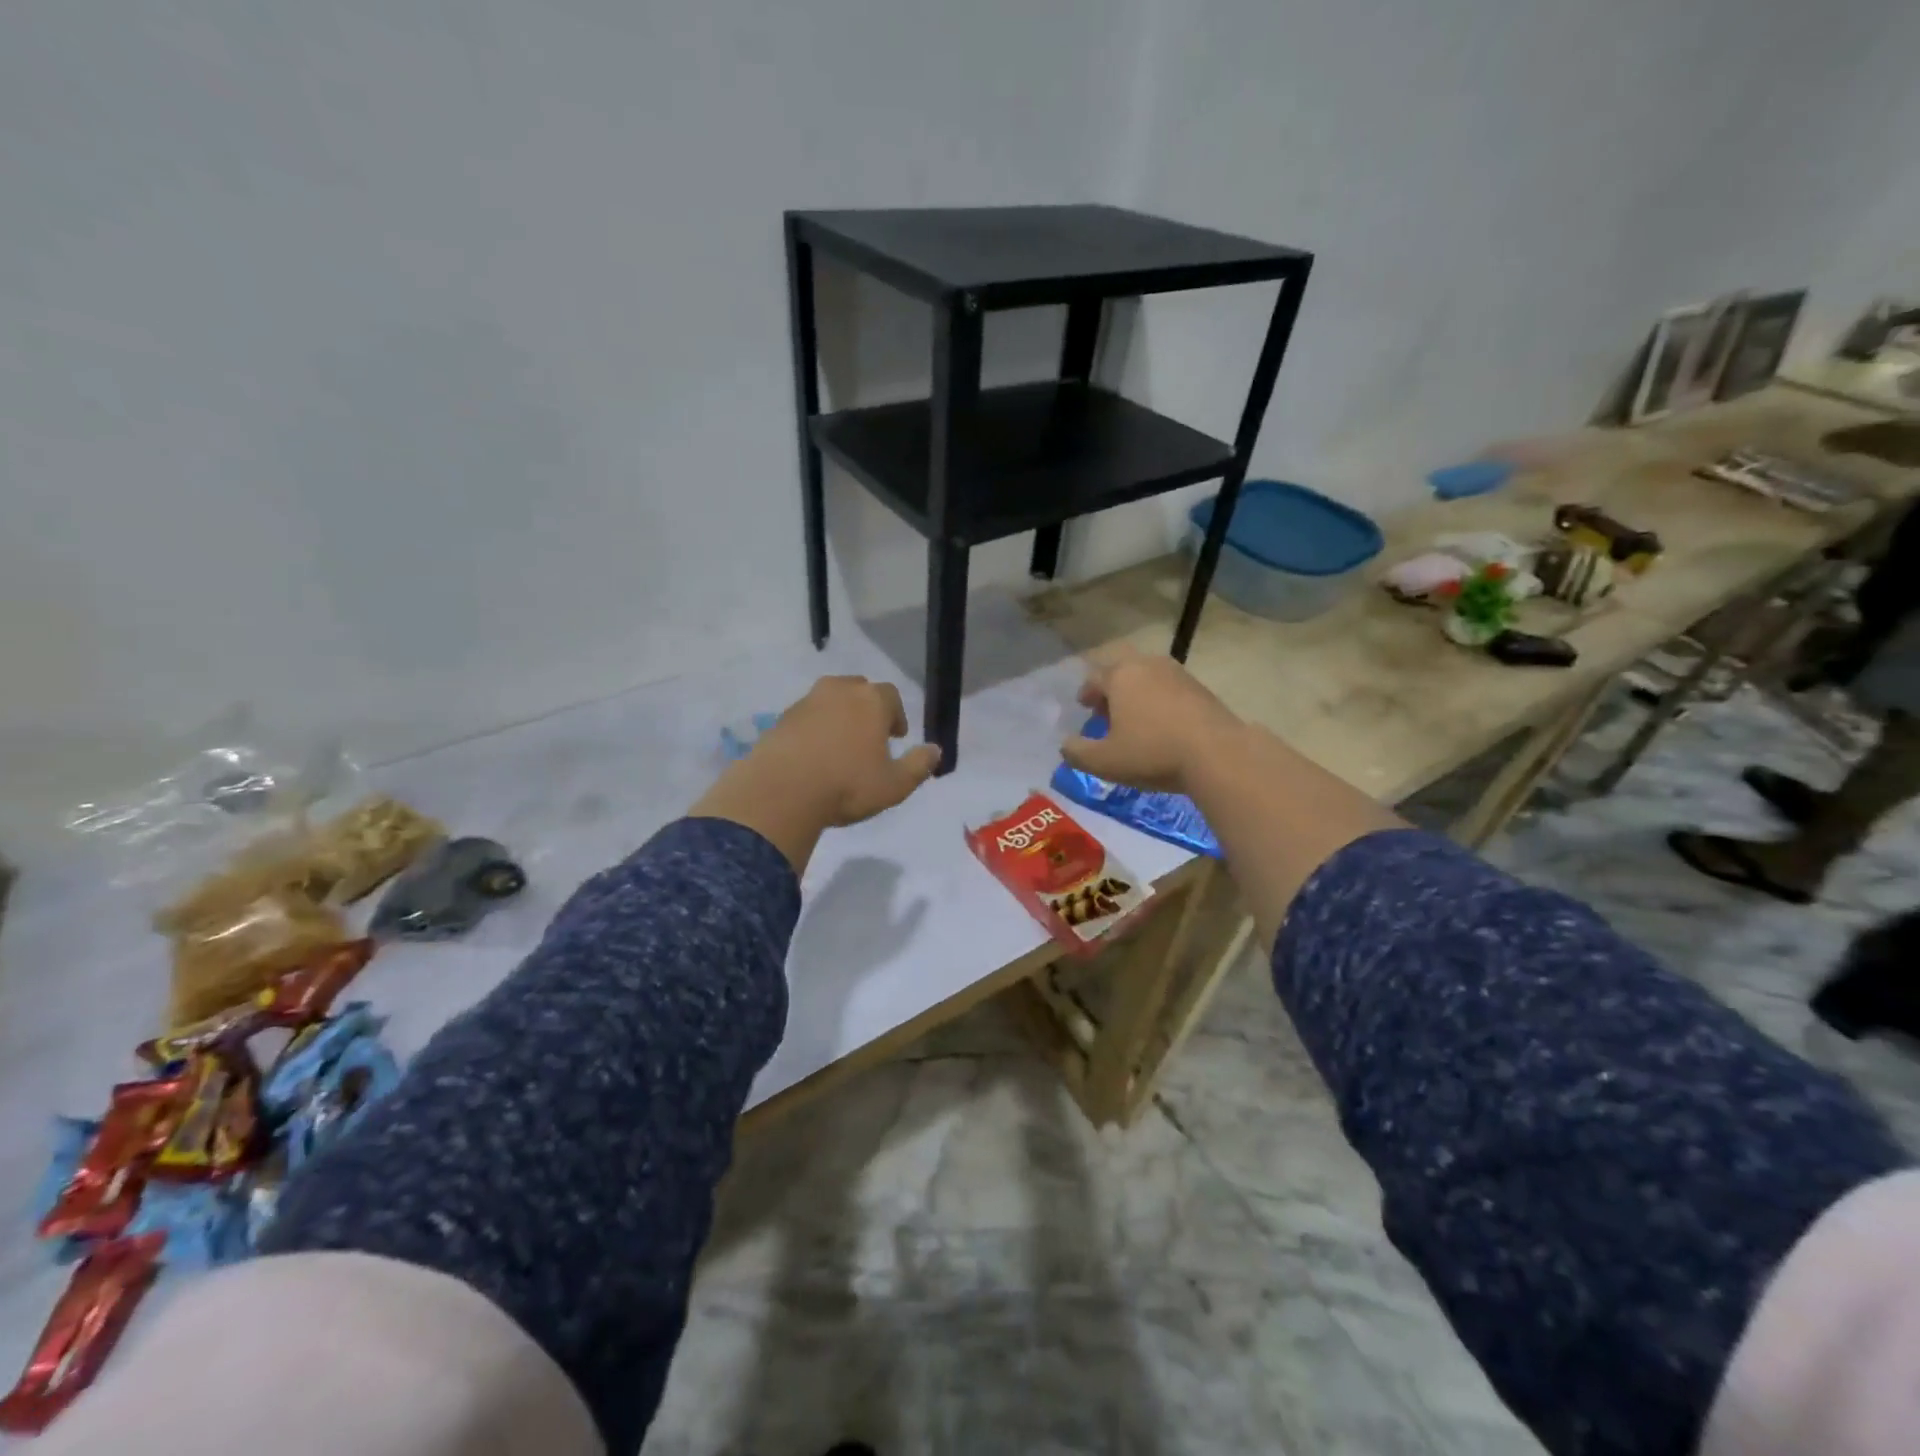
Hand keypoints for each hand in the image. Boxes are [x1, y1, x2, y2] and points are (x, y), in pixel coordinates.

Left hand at [751, 676, 941, 825]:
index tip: (895, 736)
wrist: (781, 792)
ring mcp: (806, 702)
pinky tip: (813, 756)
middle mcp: (838, 691)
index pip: (891, 696)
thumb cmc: (847, 785)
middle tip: (869, 737)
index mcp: (871, 700)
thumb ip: (919, 765)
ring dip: (838, 717)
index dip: (896, 715)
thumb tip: (935, 750)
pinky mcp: (781, 718)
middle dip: (867, 709)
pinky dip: (813, 729)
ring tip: (840, 747)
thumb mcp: (895, 785)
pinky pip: (806, 717)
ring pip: (829, 701)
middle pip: (858, 690)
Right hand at [1061, 645, 1243, 793]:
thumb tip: (1065, 745)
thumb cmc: (1152, 753)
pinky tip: (1163, 725)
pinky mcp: (1201, 688)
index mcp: (1120, 676)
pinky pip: (1170, 689)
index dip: (1086, 693)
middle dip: (1111, 689)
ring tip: (1135, 719)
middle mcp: (1148, 665)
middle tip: (1107, 711)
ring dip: (1137, 694)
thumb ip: (1077, 752)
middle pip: (1122, 671)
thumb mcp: (1104, 761)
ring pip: (1148, 678)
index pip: (1094, 678)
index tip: (1085, 708)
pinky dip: (1160, 701)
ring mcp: (1178, 673)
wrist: (1218, 754)